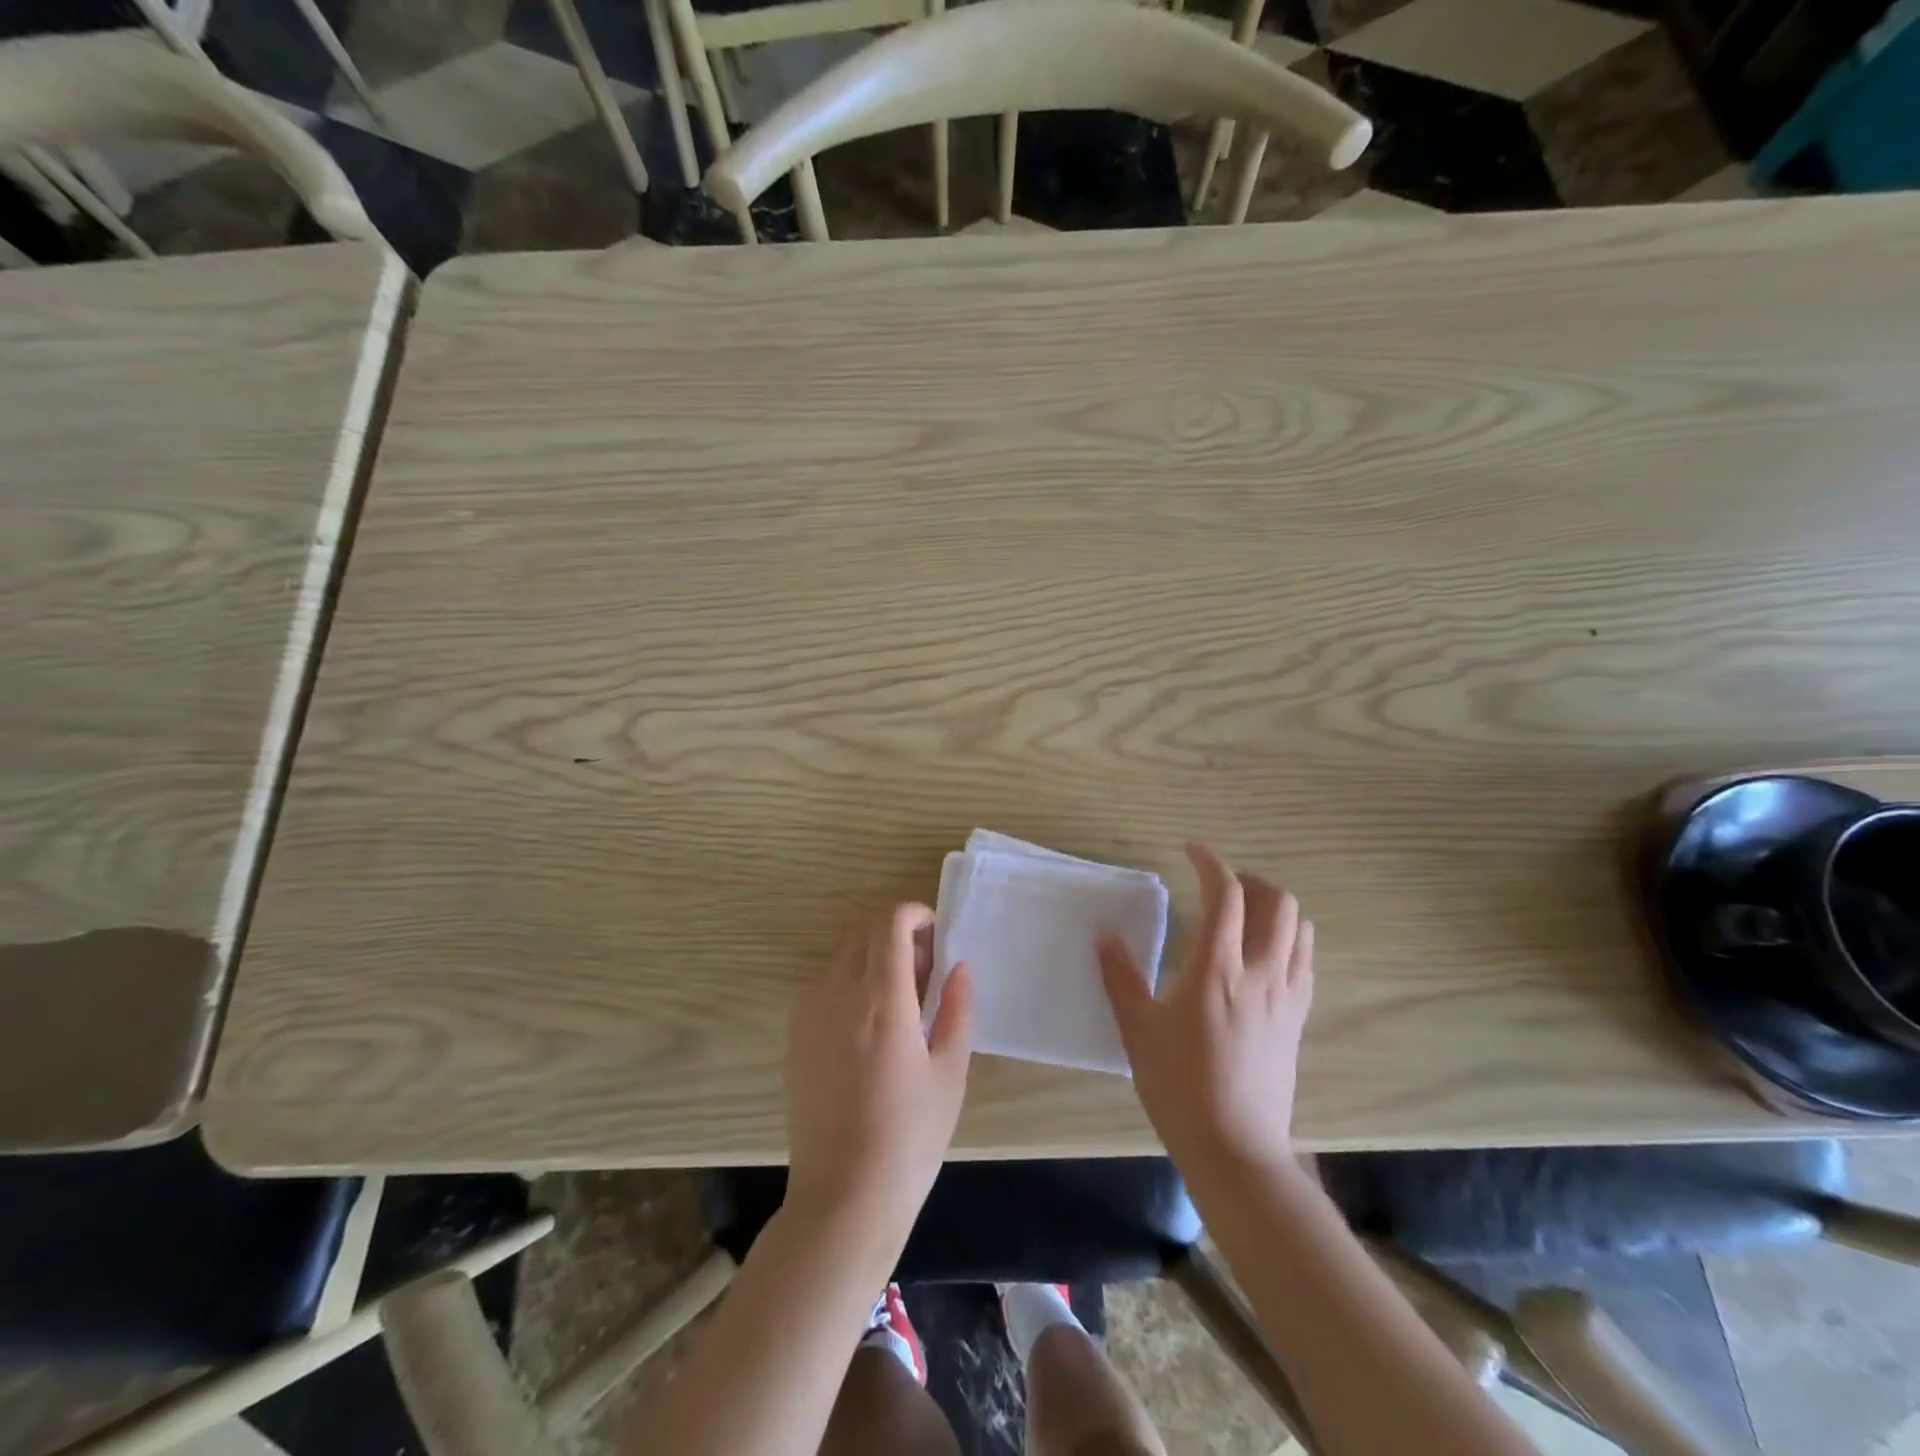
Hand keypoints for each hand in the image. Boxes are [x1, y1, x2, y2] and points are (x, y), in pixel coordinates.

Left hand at [784, 904, 974, 1257]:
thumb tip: (960, 966)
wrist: (843, 1197)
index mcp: (882, 998)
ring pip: (842, 955)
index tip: (936, 938)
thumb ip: (957, 1009)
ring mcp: (809, 1013)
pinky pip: (823, 985)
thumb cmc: (909, 1137)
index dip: (916, 914)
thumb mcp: (950, 1073)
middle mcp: (838, 993)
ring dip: (872, 957)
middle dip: (896, 933)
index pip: (890, 921)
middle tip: (923, 972)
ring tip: (898, 1003)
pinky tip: (868, 1029)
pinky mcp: (795, 1036)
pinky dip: (849, 983)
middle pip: (863, 929)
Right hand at [1099, 843, 1313, 1181]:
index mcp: (1216, 969)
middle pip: (1277, 902)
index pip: (1227, 895)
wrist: (1235, 1149)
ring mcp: (1286, 997)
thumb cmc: (1178, 1086)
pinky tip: (1262, 955)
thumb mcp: (1138, 1030)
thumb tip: (1104, 936)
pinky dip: (1289, 939)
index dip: (1211, 863)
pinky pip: (1305, 961)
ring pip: (1299, 928)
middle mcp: (1260, 973)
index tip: (1191, 851)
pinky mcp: (1297, 1019)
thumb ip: (1120, 977)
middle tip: (1218, 886)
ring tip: (1243, 914)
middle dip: (1249, 881)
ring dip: (1274, 908)